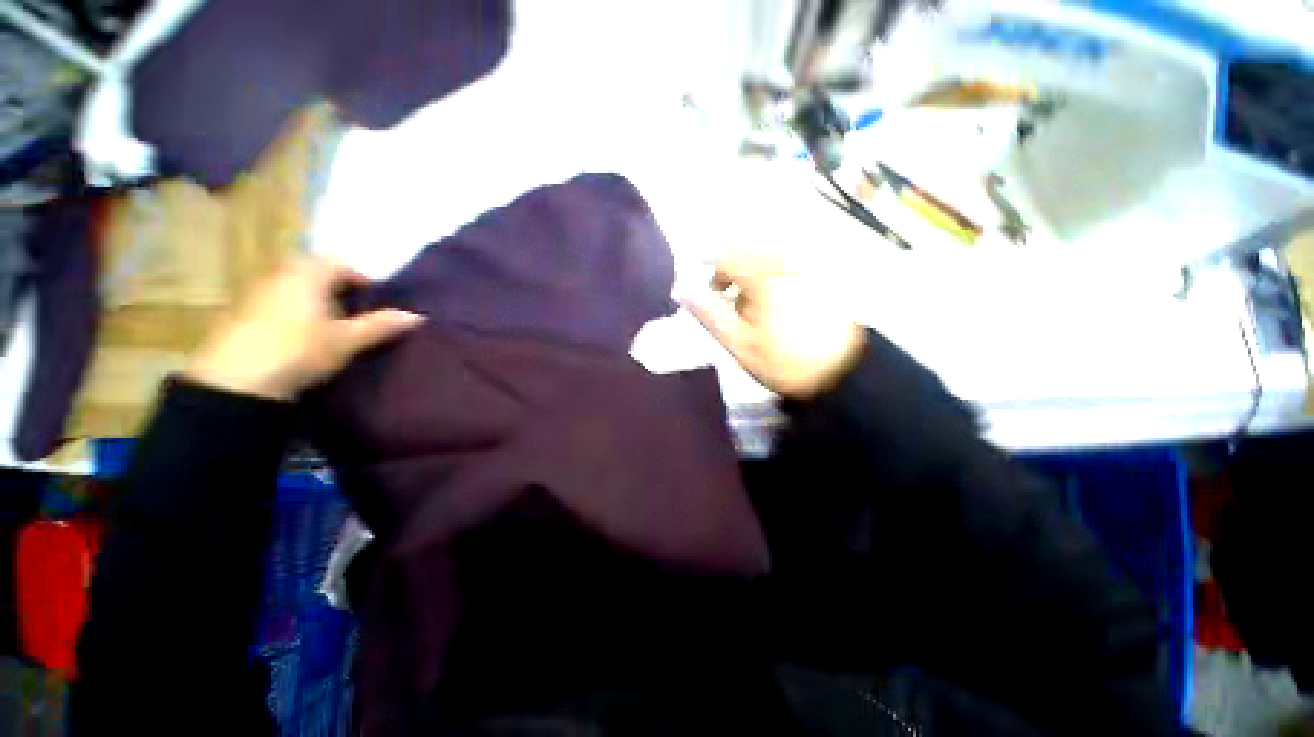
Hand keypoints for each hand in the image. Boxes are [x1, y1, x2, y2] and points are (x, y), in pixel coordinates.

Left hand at [185, 257, 423, 400]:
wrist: (235, 382)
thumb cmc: (298, 350)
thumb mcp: (347, 340)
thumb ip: (381, 325)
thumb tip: (417, 316)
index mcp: (307, 273)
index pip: (342, 263)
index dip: (364, 279)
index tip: (378, 301)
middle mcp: (280, 274)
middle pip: (317, 273)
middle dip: (340, 290)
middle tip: (359, 314)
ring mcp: (257, 293)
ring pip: (296, 288)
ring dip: (317, 301)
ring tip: (335, 328)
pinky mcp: (241, 314)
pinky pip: (279, 303)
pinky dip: (296, 313)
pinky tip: (304, 337)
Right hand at [682, 257, 865, 399]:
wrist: (843, 375)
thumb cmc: (783, 361)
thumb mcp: (738, 342)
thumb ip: (709, 313)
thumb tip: (682, 289)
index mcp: (766, 276)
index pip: (726, 257)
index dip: (710, 273)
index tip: (708, 295)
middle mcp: (788, 261)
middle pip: (747, 253)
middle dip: (732, 275)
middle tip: (729, 304)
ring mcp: (808, 267)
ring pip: (767, 259)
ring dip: (753, 278)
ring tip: (754, 309)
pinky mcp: (822, 277)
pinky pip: (788, 266)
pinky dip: (773, 280)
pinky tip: (776, 305)